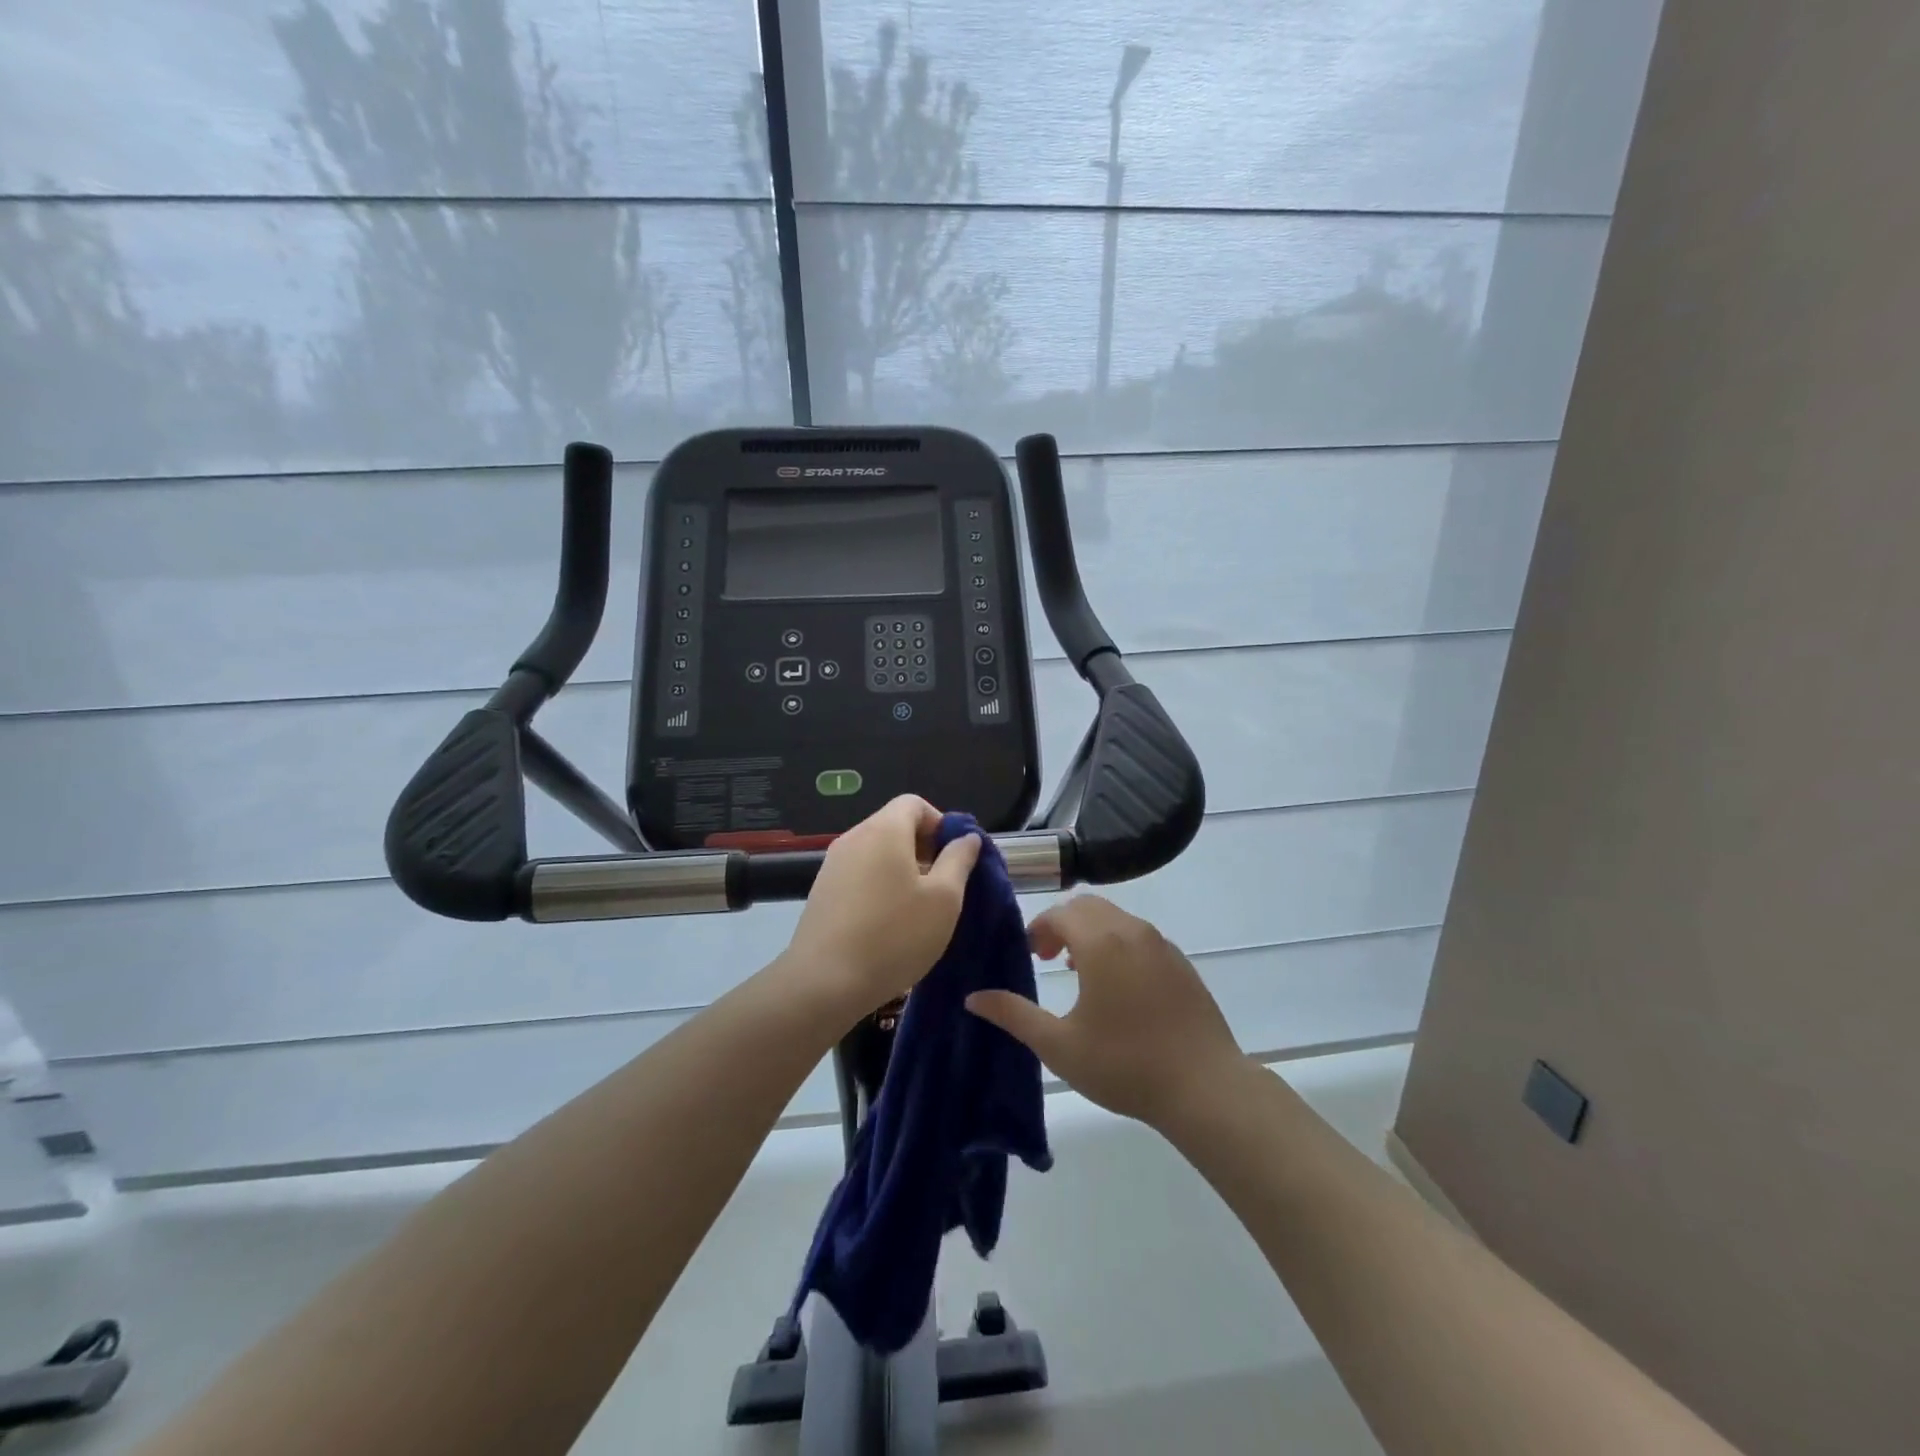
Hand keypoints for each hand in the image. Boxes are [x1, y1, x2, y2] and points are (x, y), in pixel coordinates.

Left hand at [782, 795, 981, 1020]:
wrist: (824, 983)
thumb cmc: (894, 936)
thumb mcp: (944, 899)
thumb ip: (959, 860)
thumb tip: (966, 838)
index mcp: (884, 830)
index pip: (914, 803)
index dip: (940, 823)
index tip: (954, 858)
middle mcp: (854, 838)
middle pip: (894, 826)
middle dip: (923, 848)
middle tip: (942, 886)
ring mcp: (832, 865)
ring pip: (877, 853)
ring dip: (902, 870)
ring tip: (917, 909)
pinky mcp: (822, 892)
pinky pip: (859, 875)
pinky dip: (879, 886)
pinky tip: (888, 924)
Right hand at [966, 896, 1245, 1128]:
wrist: (1204, 1086)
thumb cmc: (1124, 1064)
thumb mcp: (1059, 1045)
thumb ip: (1013, 1015)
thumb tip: (973, 997)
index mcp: (1100, 942)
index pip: (1060, 913)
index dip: (1039, 929)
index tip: (1030, 956)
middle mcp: (1131, 931)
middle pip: (1088, 907)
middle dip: (1062, 924)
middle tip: (1048, 959)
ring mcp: (1161, 945)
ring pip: (1116, 918)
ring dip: (1091, 932)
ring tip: (1079, 971)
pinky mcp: (1181, 962)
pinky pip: (1140, 936)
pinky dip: (1118, 943)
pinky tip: (1118, 987)